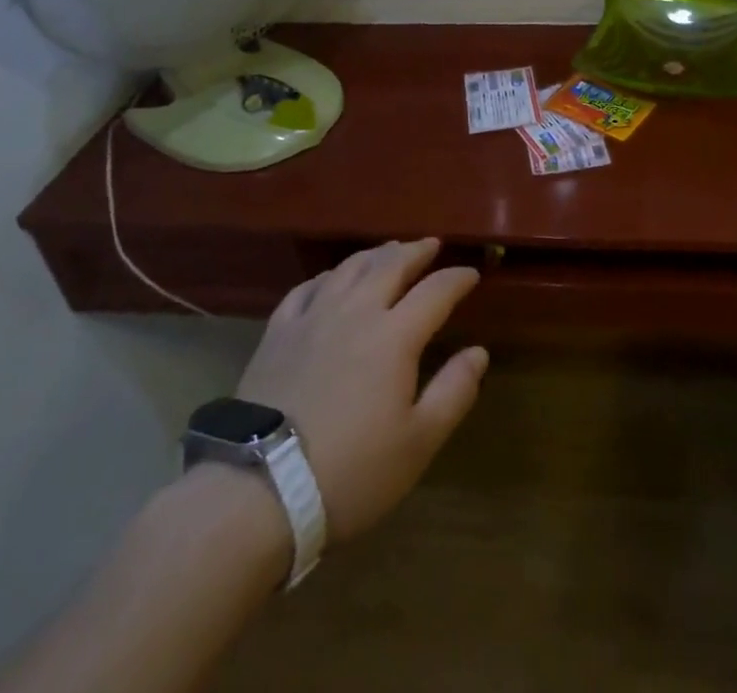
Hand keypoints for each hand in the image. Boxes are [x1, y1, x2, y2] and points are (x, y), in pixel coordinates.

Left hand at [236, 239, 486, 544]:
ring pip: (349, 268)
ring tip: (389, 251)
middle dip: (416, 251)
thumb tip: (479, 352)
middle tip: (431, 245)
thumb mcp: (418, 442)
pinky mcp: (278, 333)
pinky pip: (307, 288)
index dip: (457, 278)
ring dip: (375, 254)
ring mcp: (313, 318)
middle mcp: (356, 312)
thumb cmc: (350, 471)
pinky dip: (328, 276)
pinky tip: (331, 279)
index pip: (435, 291)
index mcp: (395, 335)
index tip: (472, 274)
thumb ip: (454, 392)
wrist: (258, 490)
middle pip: (391, 264)